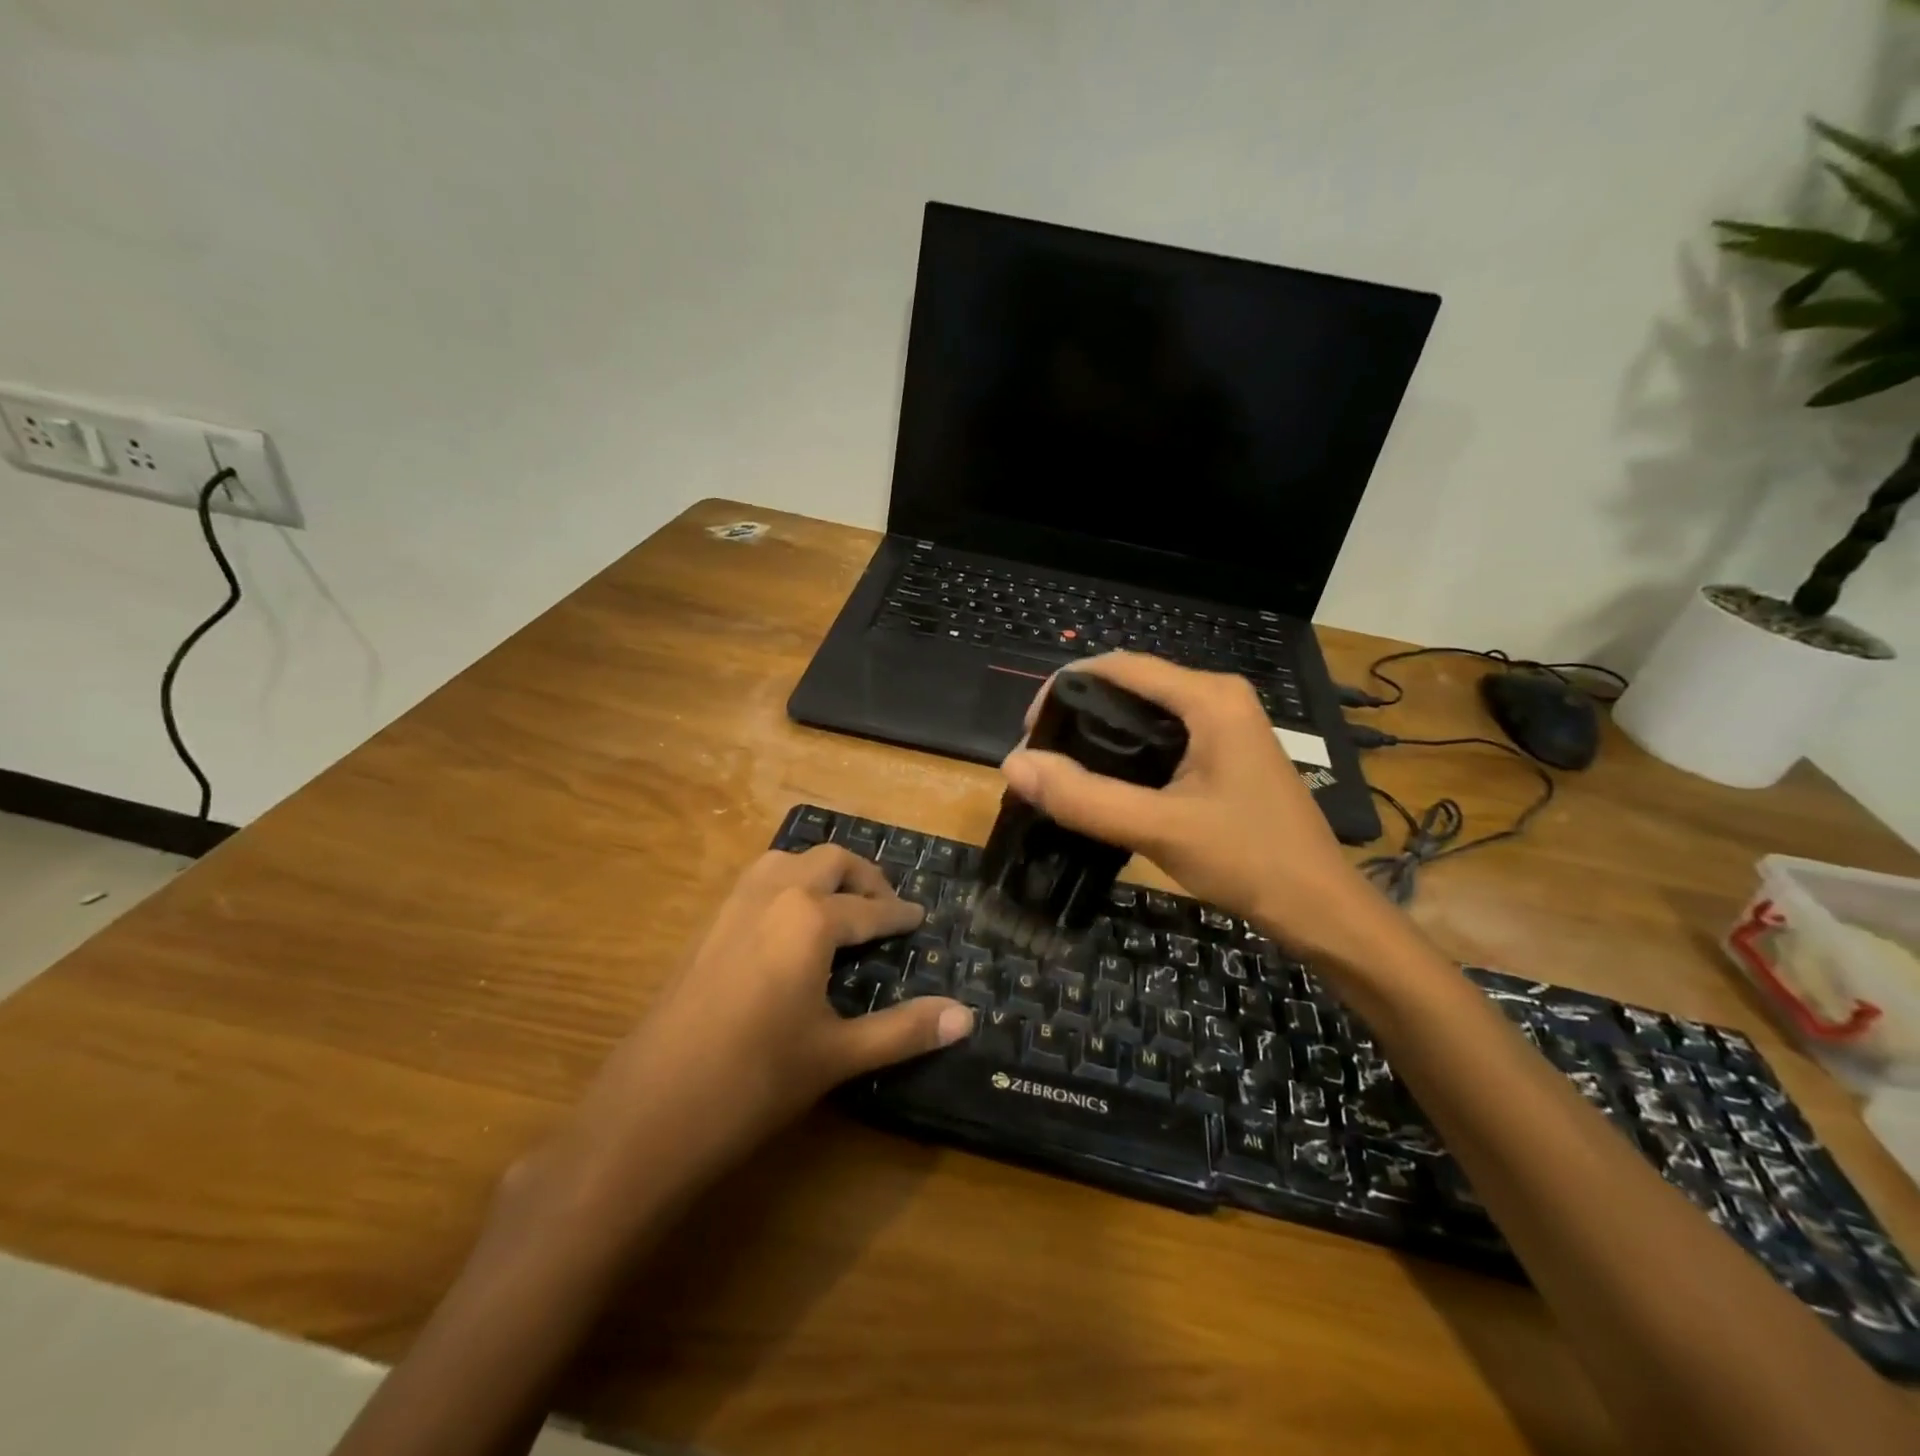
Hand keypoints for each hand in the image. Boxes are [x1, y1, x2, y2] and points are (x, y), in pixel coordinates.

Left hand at [510, 846, 971, 1228]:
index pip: (869, 909)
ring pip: (786, 861)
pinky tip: (788, 926)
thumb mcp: (838, 1055)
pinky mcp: (705, 928)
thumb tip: (968, 1017)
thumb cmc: (755, 1081)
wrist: (649, 1112)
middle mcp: (772, 896)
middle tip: (886, 905)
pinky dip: (785, 884)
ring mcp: (732, 908)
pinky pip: (756, 882)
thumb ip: (904, 1031)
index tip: (920, 918)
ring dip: (820, 872)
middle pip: (829, 862)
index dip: (899, 915)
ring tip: (840, 904)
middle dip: (864, 877)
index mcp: (810, 919)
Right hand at [1001, 653, 1395, 965]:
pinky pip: (1163, 735)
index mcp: (1210, 698)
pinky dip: (1126, 751)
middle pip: (1131, 685)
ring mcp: (1226, 725)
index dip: (1065, 688)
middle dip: (1079, 712)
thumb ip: (1085, 798)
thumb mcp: (1160, 829)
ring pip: (1145, 712)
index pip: (1120, 666)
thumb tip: (1013, 765)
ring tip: (1062, 770)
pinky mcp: (1225, 753)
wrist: (1320, 908)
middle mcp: (1218, 698)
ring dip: (1100, 734)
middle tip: (1041, 757)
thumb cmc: (1249, 861)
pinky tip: (1104, 782)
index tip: (1030, 732)